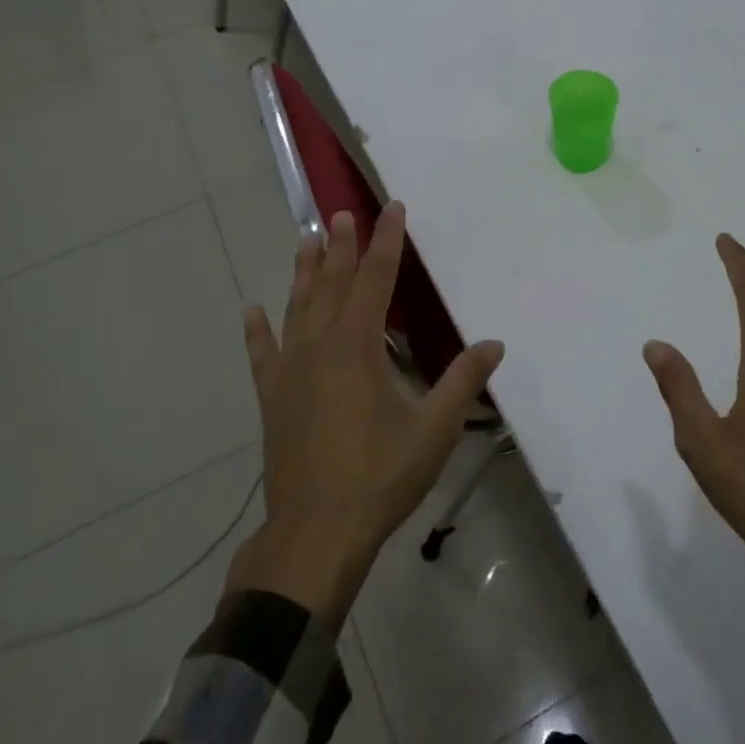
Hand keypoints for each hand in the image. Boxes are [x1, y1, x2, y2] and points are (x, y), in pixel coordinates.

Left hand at [227, 202, 504, 625]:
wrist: (315, 534)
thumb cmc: (379, 477)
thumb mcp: (433, 431)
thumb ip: (462, 382)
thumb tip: (494, 344)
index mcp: (358, 346)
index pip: (376, 279)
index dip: (387, 242)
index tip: (391, 209)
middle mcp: (320, 346)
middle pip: (331, 284)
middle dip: (340, 246)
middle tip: (340, 213)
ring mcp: (290, 371)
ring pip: (297, 308)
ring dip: (303, 272)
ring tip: (305, 239)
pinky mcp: (273, 398)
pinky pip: (262, 354)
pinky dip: (257, 331)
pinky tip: (250, 312)